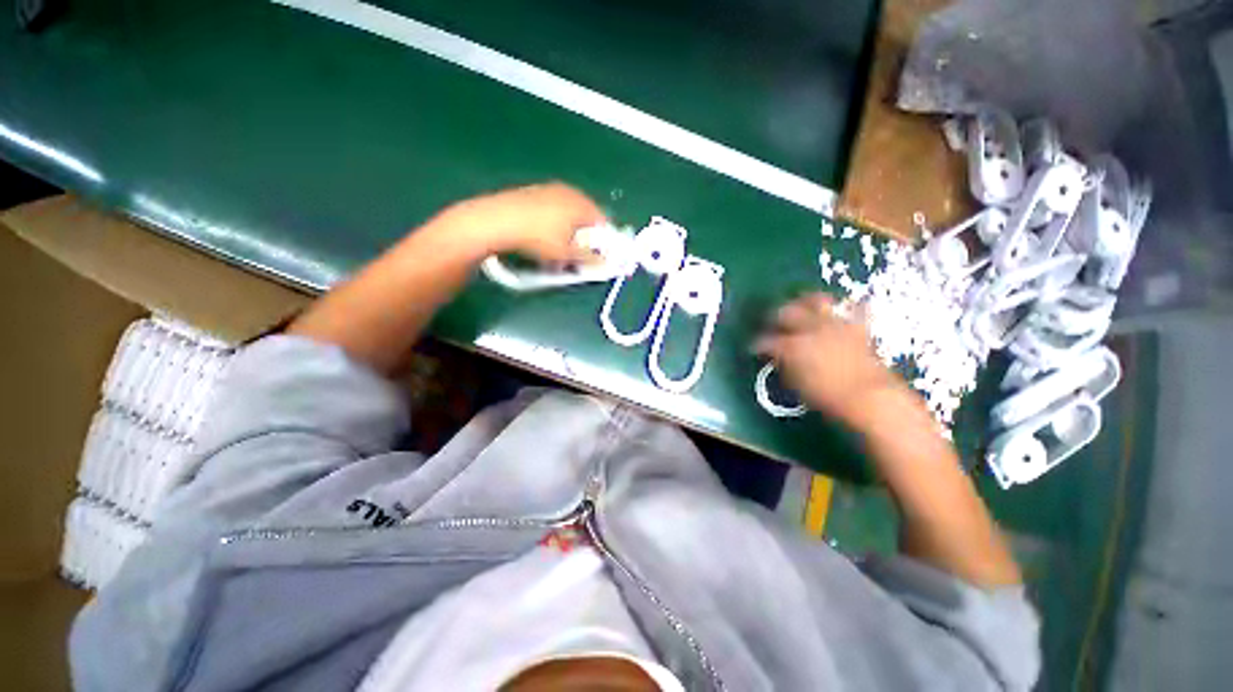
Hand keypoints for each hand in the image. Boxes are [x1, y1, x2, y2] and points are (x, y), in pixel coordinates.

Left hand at [441, 182, 607, 263]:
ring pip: (566, 215)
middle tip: (575, 255)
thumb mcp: (567, 254)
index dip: (602, 241)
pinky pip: (550, 211)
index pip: (602, 221)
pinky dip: (551, 225)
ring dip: (566, 233)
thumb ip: (590, 258)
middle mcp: (568, 191)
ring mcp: (548, 189)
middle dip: (583, 238)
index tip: (595, 256)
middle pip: (584, 217)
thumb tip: (603, 262)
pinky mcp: (531, 192)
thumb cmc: (539, 238)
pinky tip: (539, 239)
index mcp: (581, 203)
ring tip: (556, 251)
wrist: (497, 221)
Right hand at [755, 293, 903, 425]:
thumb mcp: (797, 385)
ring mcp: (835, 325)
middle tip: (772, 322)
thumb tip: (778, 358)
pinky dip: (848, 308)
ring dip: (806, 301)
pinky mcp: (857, 328)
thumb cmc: (827, 397)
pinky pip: (855, 309)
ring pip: (817, 301)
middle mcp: (811, 329)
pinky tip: (842, 311)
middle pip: (787, 312)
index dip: (758, 344)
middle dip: (776, 316)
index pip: (767, 341)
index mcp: (792, 346)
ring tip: (802, 304)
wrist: (869, 398)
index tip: (754, 348)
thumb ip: (785, 366)